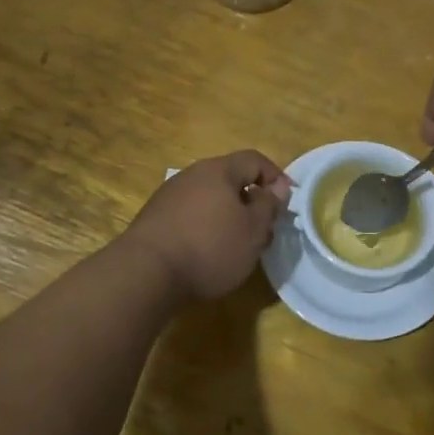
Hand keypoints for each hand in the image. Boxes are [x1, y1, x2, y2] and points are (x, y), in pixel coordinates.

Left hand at [121, 151, 291, 300]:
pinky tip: (207, 253)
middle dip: (252, 202)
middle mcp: (192, 175)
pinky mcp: (154, 219)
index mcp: (219, 170)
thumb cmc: (209, 248)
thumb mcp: (253, 230)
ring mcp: (169, 196)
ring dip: (229, 217)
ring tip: (238, 246)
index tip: (288, 202)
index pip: (254, 160)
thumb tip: (278, 187)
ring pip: (210, 199)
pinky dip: (206, 227)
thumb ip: (269, 205)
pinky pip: (190, 215)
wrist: (145, 274)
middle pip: (230, 179)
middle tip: (264, 230)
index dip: (275, 177)